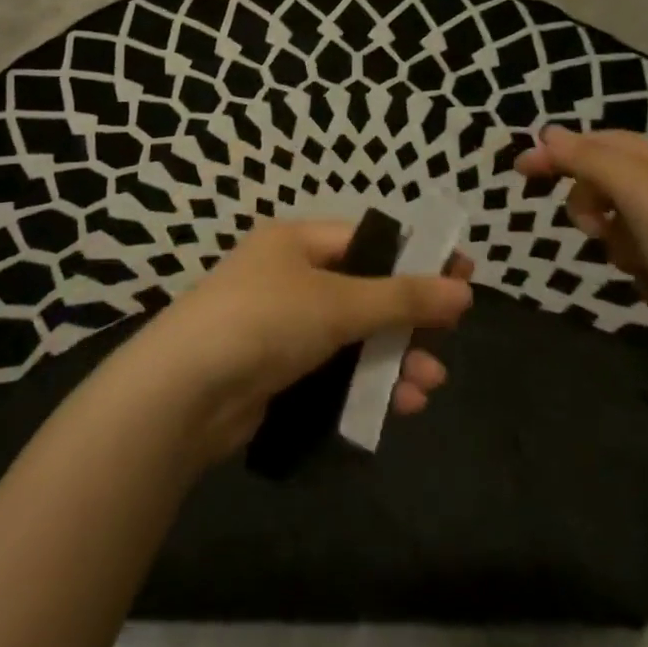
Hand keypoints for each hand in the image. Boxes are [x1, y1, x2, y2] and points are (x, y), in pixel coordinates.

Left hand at [127, 220, 474, 460]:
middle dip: (408, 319)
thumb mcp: (338, 302)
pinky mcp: (278, 372)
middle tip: (449, 338)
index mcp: (297, 242)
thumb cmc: (264, 321)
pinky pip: (334, 370)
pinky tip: (398, 406)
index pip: (368, 240)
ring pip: (353, 336)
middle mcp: (290, 277)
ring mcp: (282, 326)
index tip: (461, 274)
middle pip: (364, 291)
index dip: (415, 257)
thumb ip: (402, 298)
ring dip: (393, 358)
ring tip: (429, 385)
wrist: (183, 392)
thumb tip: (464, 288)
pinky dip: (366, 385)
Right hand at [514, 127, 647, 378]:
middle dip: (590, 202)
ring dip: (613, 239)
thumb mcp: (643, 197)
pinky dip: (634, 268)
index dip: (561, 151)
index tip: (520, 173)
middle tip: (592, 230)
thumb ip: (592, 160)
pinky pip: (638, 255)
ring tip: (631, 265)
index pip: (603, 141)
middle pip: (608, 179)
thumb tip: (548, 133)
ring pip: (619, 220)